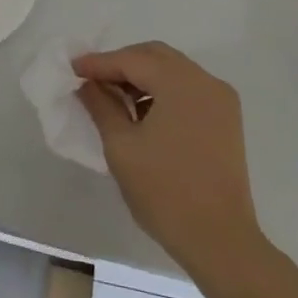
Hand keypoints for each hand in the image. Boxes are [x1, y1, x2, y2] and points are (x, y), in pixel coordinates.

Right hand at [74, 42, 269, 283]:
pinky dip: (161, 90)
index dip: (98, 63)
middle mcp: (205, 82)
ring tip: (113, 97)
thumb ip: (101, 105)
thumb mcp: (121, 145)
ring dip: (141, 76)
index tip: (71, 69)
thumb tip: (87, 83)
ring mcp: (221, 101)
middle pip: (154, 56)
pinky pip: (187, 89)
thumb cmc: (165, 191)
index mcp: (180, 83)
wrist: (220, 242)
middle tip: (92, 80)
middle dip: (121, 63)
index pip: (131, 60)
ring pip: (172, 70)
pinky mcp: (226, 120)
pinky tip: (142, 112)